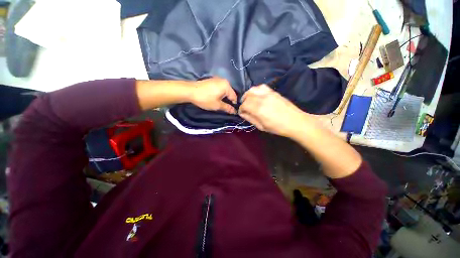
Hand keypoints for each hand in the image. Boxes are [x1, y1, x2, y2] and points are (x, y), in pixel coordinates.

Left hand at [190, 77, 237, 113]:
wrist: (190, 91)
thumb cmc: (205, 99)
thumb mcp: (217, 105)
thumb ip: (227, 108)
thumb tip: (234, 112)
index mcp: (227, 86)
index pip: (234, 97)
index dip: (233, 105)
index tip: (231, 111)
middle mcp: (224, 81)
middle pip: (230, 93)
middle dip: (228, 101)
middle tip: (225, 108)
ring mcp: (217, 79)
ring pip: (224, 90)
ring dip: (224, 97)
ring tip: (220, 104)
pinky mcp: (212, 80)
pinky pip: (220, 88)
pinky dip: (219, 93)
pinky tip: (215, 98)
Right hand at [239, 85, 312, 137]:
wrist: (295, 121)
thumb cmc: (277, 127)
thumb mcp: (261, 127)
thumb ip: (250, 118)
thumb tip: (242, 113)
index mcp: (258, 109)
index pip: (244, 105)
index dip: (241, 109)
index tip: (241, 113)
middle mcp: (262, 99)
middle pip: (247, 96)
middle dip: (243, 102)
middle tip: (245, 107)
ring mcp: (268, 94)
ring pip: (253, 89)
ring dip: (248, 94)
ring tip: (249, 100)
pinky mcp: (273, 92)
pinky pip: (261, 87)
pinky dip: (256, 90)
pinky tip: (257, 96)